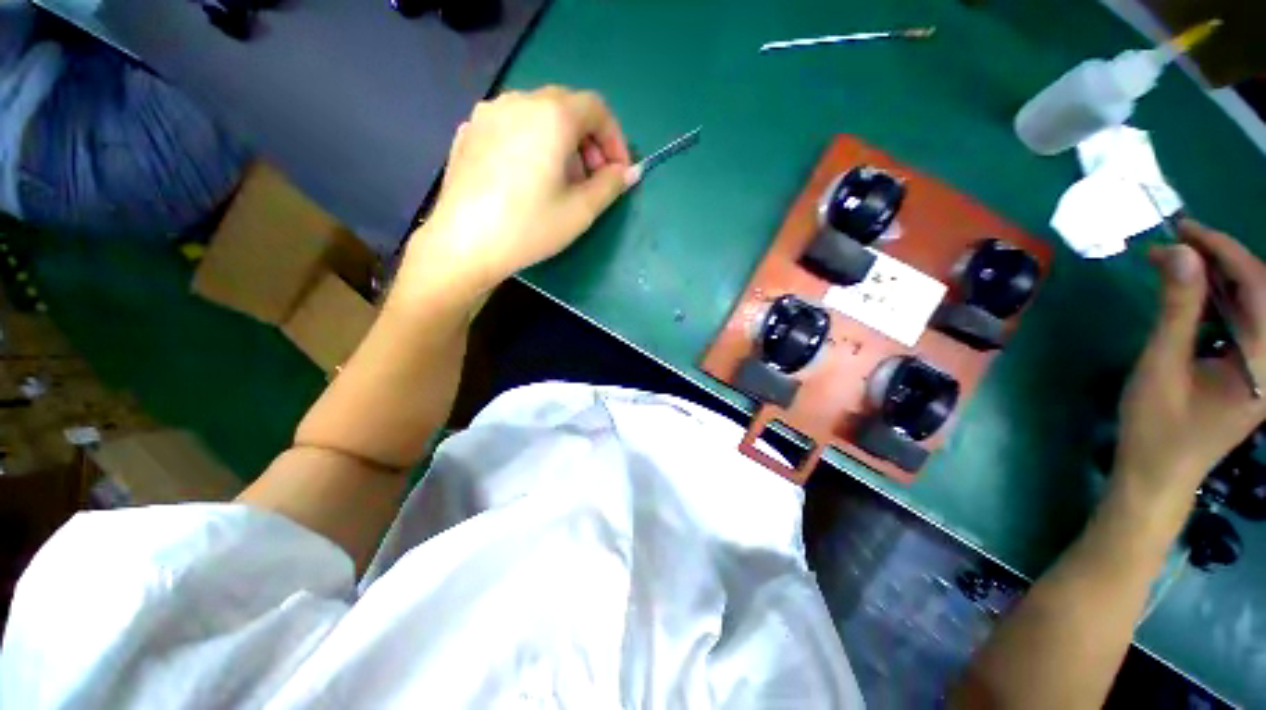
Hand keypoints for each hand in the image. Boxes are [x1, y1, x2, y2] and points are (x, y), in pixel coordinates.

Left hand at [402, 86, 638, 293]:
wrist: (464, 244)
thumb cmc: (530, 227)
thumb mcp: (580, 211)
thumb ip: (611, 185)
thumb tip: (629, 171)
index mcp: (551, 116)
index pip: (596, 108)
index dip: (614, 139)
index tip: (618, 172)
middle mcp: (519, 101)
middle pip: (567, 107)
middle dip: (589, 142)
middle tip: (592, 180)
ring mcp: (488, 113)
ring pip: (538, 115)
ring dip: (561, 142)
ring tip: (561, 182)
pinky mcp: (468, 131)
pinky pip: (512, 126)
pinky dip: (532, 143)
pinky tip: (528, 178)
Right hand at [1112, 219, 1265, 520]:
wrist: (1159, 474)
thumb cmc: (1157, 428)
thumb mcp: (1161, 368)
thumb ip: (1176, 310)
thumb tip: (1178, 253)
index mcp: (1264, 365)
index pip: (1259, 287)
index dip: (1225, 250)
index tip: (1184, 229)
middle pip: (1263, 291)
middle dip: (1225, 259)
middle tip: (1179, 243)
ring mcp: (1264, 366)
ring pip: (1255, 302)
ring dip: (1221, 276)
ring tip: (1180, 263)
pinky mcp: (1250, 368)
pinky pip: (1244, 319)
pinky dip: (1220, 298)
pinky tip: (1193, 294)